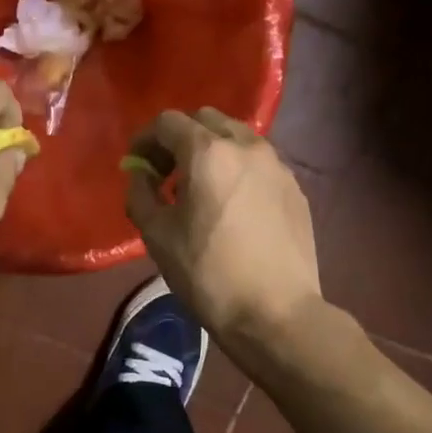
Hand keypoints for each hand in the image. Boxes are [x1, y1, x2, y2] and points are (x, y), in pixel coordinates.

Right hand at [124, 109, 322, 353]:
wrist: (275, 312)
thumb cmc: (207, 274)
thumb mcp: (157, 235)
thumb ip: (141, 194)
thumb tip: (141, 175)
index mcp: (208, 153)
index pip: (168, 122)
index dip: (145, 138)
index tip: (137, 163)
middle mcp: (247, 147)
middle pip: (206, 120)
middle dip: (180, 138)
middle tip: (166, 173)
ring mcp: (277, 166)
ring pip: (237, 137)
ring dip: (211, 151)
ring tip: (200, 189)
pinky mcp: (295, 188)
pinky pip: (259, 162)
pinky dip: (237, 169)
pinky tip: (231, 206)